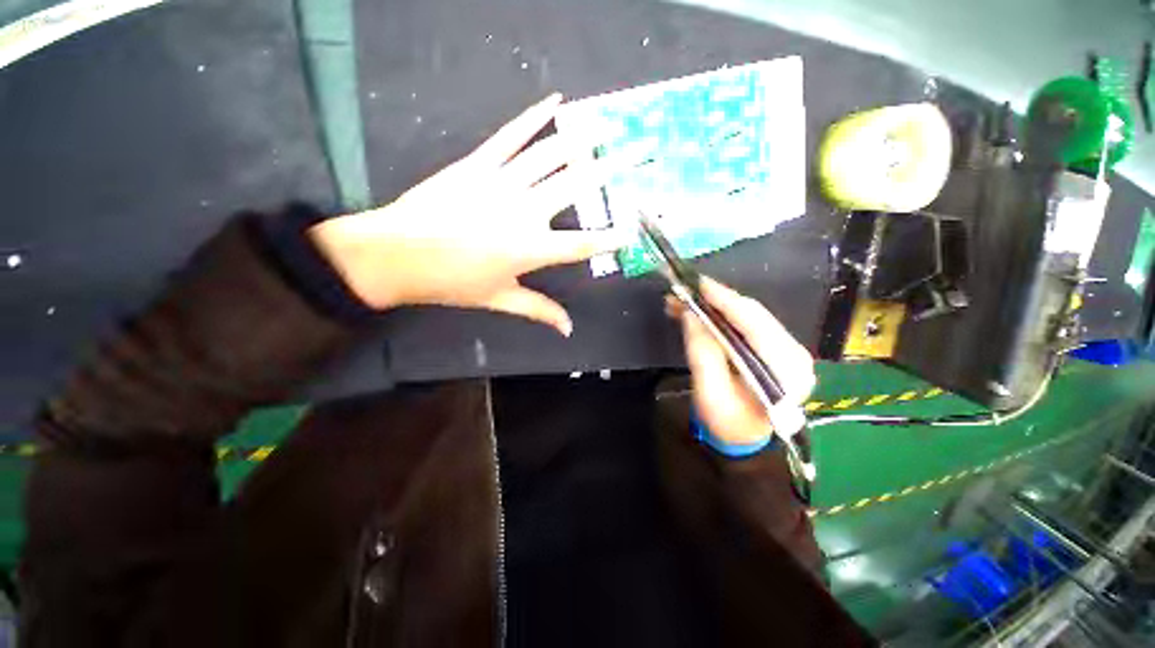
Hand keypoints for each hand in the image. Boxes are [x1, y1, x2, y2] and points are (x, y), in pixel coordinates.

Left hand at [309, 93, 627, 335]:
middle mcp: (526, 211)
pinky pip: (512, 135)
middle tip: (638, 150)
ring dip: (582, 139)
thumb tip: (568, 329)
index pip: (584, 243)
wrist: (398, 254)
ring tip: (607, 128)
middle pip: (577, 185)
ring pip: (551, 155)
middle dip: (611, 168)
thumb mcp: (500, 299)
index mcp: (532, 248)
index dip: (611, 237)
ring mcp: (503, 182)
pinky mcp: (480, 163)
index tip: (632, 229)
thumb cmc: (452, 282)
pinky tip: (556, 101)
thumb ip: (539, 311)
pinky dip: (535, 116)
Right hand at [677, 278, 814, 446]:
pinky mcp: (774, 348)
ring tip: (684, 302)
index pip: (754, 323)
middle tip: (683, 292)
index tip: (698, 284)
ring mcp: (786, 349)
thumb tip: (691, 315)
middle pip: (752, 314)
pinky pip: (745, 324)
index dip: (724, 300)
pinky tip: (699, 312)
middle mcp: (793, 353)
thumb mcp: (710, 393)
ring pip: (747, 316)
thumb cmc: (727, 423)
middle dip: (714, 300)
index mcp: (785, 369)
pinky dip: (720, 316)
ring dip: (714, 307)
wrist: (743, 439)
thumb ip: (703, 353)